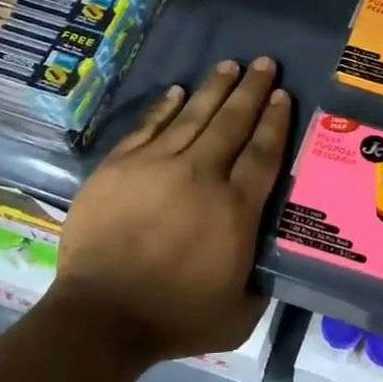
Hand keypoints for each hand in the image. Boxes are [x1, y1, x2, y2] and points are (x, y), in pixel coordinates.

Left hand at [49, 58, 291, 363]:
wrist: (100, 317)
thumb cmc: (174, 318)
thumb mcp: (238, 314)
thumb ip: (260, 282)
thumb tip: (268, 259)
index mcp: (235, 209)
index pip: (262, 152)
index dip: (275, 120)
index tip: (282, 95)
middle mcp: (201, 175)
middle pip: (232, 122)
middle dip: (252, 90)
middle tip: (265, 63)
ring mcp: (156, 165)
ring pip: (193, 115)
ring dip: (215, 88)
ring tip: (230, 64)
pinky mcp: (119, 166)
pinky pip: (149, 126)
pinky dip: (166, 107)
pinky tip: (178, 90)